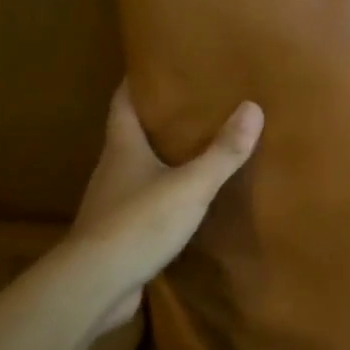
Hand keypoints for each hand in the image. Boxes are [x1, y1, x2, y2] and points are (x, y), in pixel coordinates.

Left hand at [71, 82, 263, 332]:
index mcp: (122, 147)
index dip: (136, 81)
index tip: (155, 65)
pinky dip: (157, 195)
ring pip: (134, 170)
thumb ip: (222, 152)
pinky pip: (139, 204)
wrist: (96, 285)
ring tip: (191, 150)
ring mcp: (110, 203)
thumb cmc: (139, 222)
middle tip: (190, 105)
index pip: (122, 101)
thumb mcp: (190, 185)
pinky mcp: (115, 234)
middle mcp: (111, 169)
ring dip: (157, 159)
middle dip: (154, 119)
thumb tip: (253, 107)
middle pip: (128, 134)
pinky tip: (180, 201)